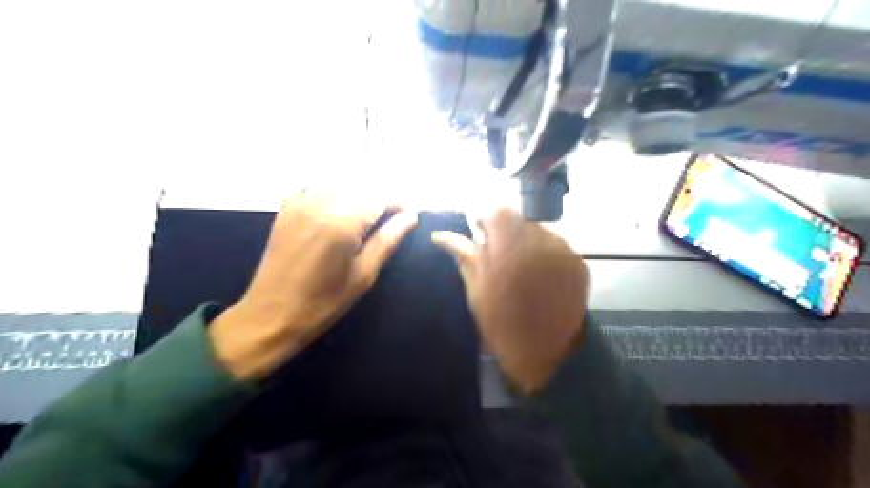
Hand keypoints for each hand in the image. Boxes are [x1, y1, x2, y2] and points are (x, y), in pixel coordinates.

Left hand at [209, 190, 415, 380]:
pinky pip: (312, 187)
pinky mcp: (285, 210)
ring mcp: (299, 204)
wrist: (271, 315)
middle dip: (378, 197)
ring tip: (364, 215)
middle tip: (388, 218)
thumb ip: (388, 240)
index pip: (379, 197)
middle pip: (359, 186)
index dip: (397, 202)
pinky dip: (329, 192)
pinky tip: (333, 209)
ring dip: (356, 193)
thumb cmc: (324, 302)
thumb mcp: (364, 274)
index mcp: (343, 223)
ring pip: (337, 183)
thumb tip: (410, 216)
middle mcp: (321, 205)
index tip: (407, 215)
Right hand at [432, 208, 586, 393]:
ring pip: (538, 230)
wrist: (547, 353)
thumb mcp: (476, 291)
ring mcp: (562, 250)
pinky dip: (544, 251)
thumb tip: (440, 235)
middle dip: (507, 231)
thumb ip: (464, 256)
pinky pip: (556, 244)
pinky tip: (540, 273)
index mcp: (508, 250)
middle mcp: (539, 243)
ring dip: (526, 240)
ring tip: (522, 265)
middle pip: (520, 219)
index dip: (488, 221)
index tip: (482, 235)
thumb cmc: (502, 326)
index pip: (499, 213)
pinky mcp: (577, 261)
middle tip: (500, 253)